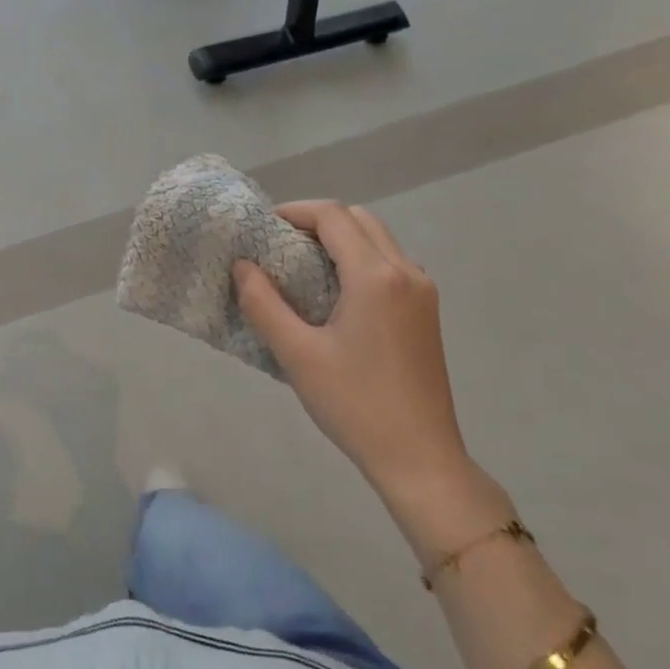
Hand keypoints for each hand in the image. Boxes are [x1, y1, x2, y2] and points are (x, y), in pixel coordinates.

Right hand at [233, 202, 466, 491]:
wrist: (419, 457)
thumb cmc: (353, 404)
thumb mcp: (297, 355)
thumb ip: (263, 304)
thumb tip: (242, 266)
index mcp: (375, 277)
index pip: (333, 216)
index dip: (295, 211)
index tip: (262, 228)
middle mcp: (406, 272)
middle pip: (359, 220)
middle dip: (317, 221)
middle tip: (279, 244)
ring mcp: (423, 292)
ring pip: (378, 240)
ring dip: (340, 239)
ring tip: (301, 266)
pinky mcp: (426, 313)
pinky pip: (390, 264)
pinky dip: (359, 260)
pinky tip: (334, 293)